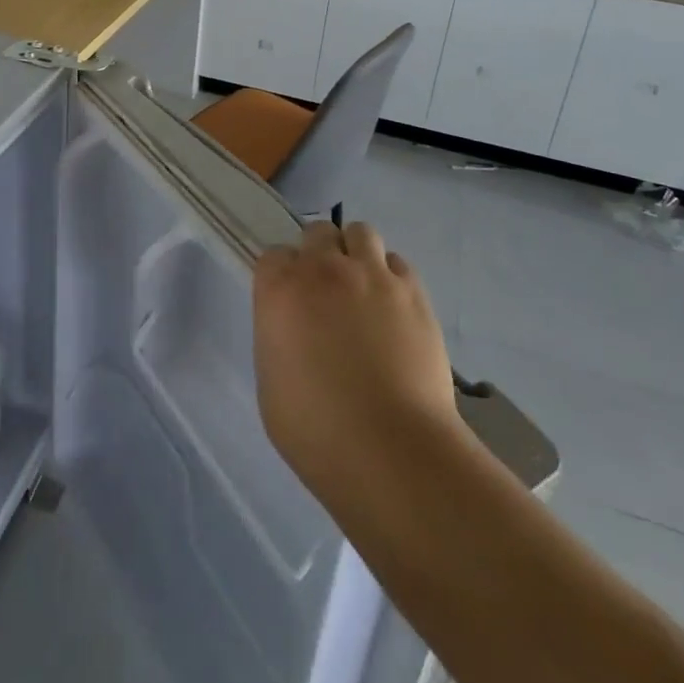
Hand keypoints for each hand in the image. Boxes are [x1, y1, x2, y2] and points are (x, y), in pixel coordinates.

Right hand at [253, 221, 463, 496]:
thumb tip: (294, 331)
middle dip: (319, 253)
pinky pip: (397, 263)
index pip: (274, 255)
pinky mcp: (412, 292)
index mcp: (280, 289)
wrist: (391, 450)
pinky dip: (391, 276)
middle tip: (326, 290)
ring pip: (360, 233)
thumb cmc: (316, 430)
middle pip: (317, 232)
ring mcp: (372, 275)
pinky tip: (393, 307)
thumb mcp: (271, 382)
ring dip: (355, 252)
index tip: (289, 300)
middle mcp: (324, 268)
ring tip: (362, 288)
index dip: (282, 276)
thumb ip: (278, 338)